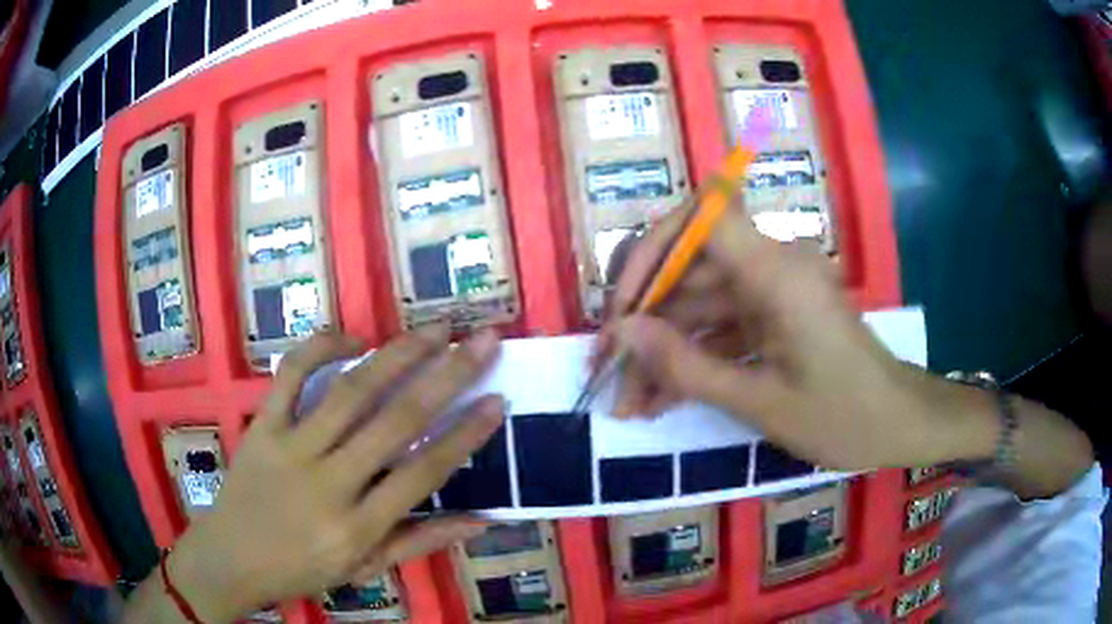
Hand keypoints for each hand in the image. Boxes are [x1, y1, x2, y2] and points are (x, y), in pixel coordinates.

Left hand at [164, 328, 503, 621]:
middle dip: (447, 376)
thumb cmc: (302, 568)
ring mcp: (291, 448)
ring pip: (350, 391)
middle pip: (396, 421)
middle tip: (481, 341)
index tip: (497, 399)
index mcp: (359, 525)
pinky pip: (291, 376)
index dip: (464, 435)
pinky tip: (354, 338)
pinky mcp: (262, 426)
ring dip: (398, 355)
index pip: (422, 473)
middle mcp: (330, 483)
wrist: (231, 557)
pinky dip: (321, 349)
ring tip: (435, 330)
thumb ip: (421, 542)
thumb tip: (482, 520)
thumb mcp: (365, 569)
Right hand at [598, 203, 994, 470]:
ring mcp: (773, 290)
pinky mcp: (775, 314)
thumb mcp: (760, 402)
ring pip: (699, 301)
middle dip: (644, 316)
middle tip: (609, 368)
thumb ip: (687, 366)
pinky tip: (661, 398)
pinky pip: (720, 324)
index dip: (655, 246)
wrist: (899, 424)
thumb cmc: (843, 417)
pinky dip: (692, 356)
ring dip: (662, 347)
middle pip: (690, 265)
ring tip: (628, 401)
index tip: (625, 302)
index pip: (704, 215)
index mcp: (777, 272)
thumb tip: (624, 331)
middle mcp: (772, 266)